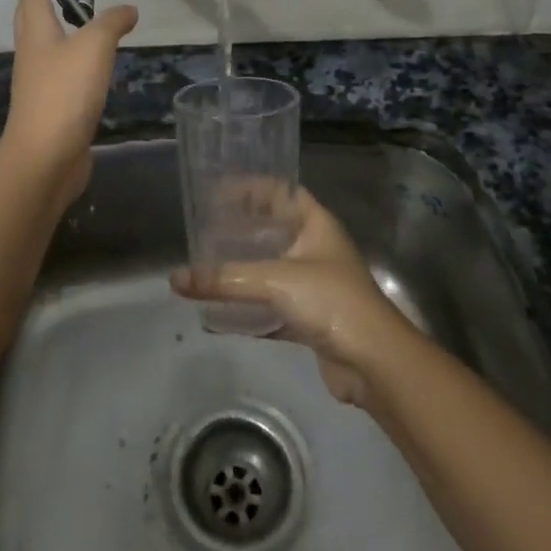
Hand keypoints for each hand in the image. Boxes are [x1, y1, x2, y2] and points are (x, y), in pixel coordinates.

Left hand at [0, 0, 137, 209]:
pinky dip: (71, 65)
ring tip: (71, 23)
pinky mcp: (52, 110)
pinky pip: (61, 77)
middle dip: (34, 3)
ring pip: (45, 50)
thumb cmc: (64, 93)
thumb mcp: (94, 48)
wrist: (45, 158)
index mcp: (37, 35)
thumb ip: (111, 24)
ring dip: (53, 33)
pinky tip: (86, 70)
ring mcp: (40, 86)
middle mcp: (33, 57)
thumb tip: (128, 10)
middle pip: (30, 22)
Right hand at [170, 189, 410, 405]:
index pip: (282, 192)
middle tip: (207, 228)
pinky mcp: (313, 318)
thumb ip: (225, 279)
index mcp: (317, 224)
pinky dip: (251, 308)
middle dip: (243, 228)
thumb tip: (175, 278)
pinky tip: (223, 315)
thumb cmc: (331, 301)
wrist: (375, 363)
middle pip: (275, 229)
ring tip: (209, 265)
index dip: (252, 187)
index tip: (218, 190)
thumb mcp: (275, 281)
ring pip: (273, 268)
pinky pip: (274, 305)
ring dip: (245, 267)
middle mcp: (317, 248)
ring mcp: (317, 284)